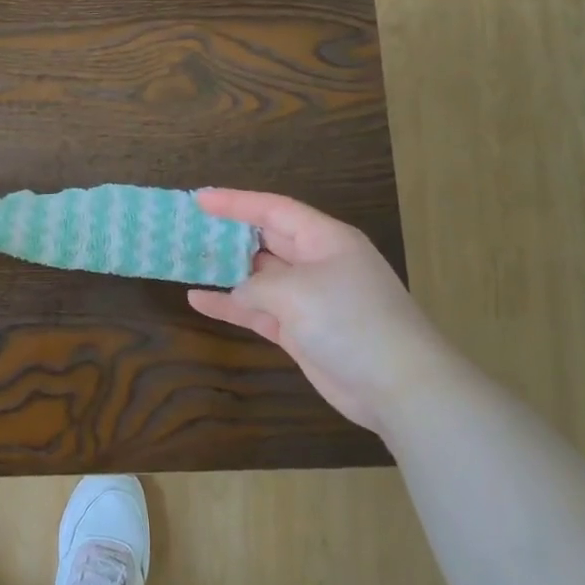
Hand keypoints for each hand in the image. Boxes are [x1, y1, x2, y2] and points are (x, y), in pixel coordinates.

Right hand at [188, 190, 461, 437]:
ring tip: (187, 261)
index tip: (199, 199)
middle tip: (190, 228)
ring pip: (259, 277)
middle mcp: (317, 263)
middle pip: (266, 239)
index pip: (274, 210)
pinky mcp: (301, 331)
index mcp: (325, 239)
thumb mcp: (296, 291)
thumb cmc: (350, 320)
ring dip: (226, 271)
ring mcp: (309, 299)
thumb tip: (238, 294)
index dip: (236, 202)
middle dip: (230, 233)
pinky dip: (231, 306)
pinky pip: (258, 311)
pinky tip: (198, 301)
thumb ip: (256, 285)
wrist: (397, 385)